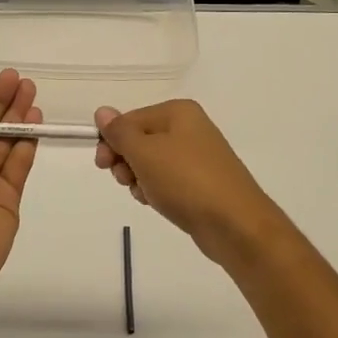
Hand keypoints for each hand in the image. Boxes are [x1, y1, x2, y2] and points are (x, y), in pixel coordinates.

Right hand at [94, 99, 282, 266]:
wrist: (236, 225)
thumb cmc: (186, 181)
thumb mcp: (145, 153)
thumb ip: (120, 132)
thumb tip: (102, 111)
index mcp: (178, 112)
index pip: (130, 119)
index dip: (111, 141)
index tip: (103, 165)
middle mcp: (190, 128)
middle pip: (140, 139)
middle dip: (126, 161)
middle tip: (125, 180)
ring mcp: (198, 156)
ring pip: (152, 162)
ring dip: (140, 178)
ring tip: (146, 194)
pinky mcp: (202, 182)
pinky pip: (168, 180)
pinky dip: (157, 190)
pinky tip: (157, 202)